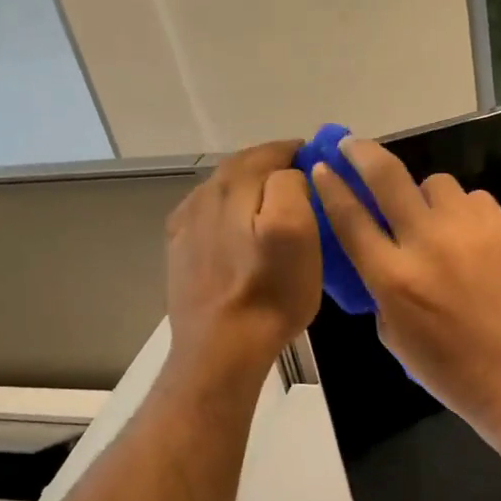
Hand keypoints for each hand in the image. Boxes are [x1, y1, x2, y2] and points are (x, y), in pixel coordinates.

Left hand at [164, 140, 321, 383]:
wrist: (221, 348)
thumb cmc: (269, 292)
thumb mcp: (297, 232)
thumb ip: (291, 186)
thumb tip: (288, 174)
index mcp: (233, 186)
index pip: (270, 152)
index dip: (297, 152)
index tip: (320, 160)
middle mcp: (203, 196)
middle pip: (242, 168)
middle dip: (271, 167)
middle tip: (302, 180)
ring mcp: (186, 225)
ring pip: (222, 191)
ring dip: (248, 189)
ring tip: (274, 204)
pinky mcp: (180, 252)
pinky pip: (207, 217)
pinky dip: (227, 212)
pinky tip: (238, 229)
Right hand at [310, 137, 500, 434]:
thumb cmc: (450, 371)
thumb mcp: (395, 337)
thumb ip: (381, 290)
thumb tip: (380, 257)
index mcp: (391, 277)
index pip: (350, 217)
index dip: (331, 187)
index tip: (322, 167)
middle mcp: (425, 243)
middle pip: (387, 177)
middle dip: (363, 153)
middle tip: (353, 144)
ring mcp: (468, 231)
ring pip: (435, 183)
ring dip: (423, 193)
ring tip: (428, 215)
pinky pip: (472, 198)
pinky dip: (461, 209)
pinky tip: (465, 233)